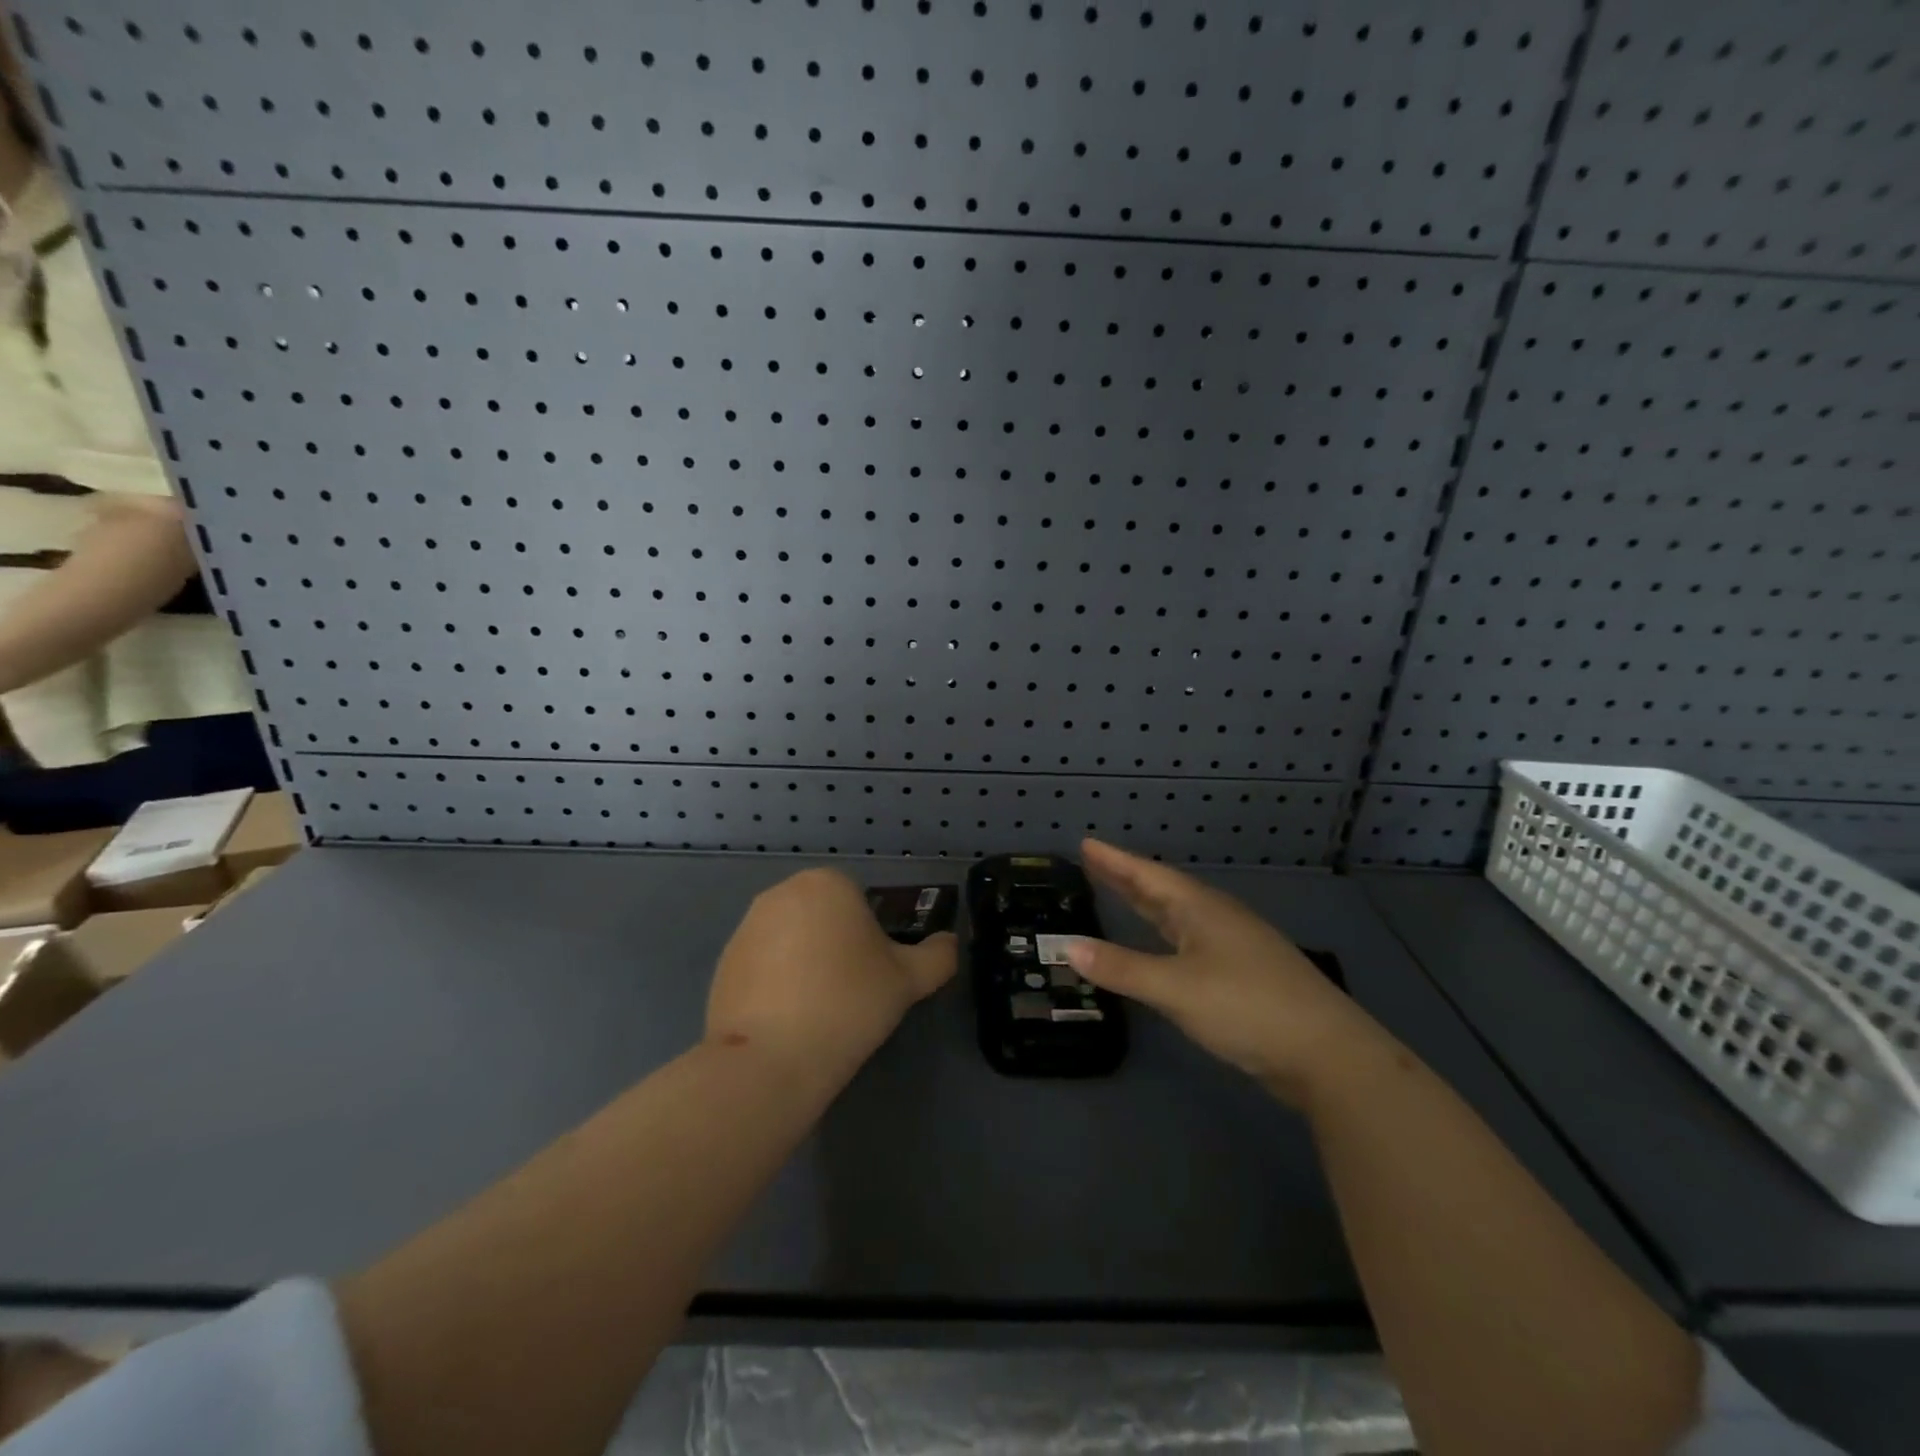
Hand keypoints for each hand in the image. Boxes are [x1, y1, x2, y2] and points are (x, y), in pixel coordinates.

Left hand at [707, 868, 956, 1086]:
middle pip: (824, 917)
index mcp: (827, 883)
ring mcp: (746, 927)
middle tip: (850, 994)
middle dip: (837, 947)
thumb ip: (938, 956)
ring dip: (807, 964)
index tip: (872, 976)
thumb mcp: (910, 981)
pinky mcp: (724, 962)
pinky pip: (764, 965)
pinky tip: (786, 1022)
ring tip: (817, 1012)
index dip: (872, 939)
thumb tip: (949, 943)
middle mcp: (782, 892)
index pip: (860, 902)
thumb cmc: (849, 1004)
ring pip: (794, 940)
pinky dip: (776, 985)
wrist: (770, 1059)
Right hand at [1065, 839, 1384, 1103]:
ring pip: (1179, 916)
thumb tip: (1068, 946)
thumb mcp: (1175, 988)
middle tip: (1094, 862)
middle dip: (1127, 877)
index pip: (1148, 875)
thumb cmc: (1246, 1007)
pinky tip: (1162, 946)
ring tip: (1120, 893)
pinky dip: (1164, 935)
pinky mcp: (1243, 975)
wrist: (1328, 1054)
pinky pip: (1190, 941)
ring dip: (1147, 904)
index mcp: (1201, 909)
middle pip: (1163, 890)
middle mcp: (1217, 918)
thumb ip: (1121, 968)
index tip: (1086, 843)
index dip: (1115, 861)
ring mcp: (1234, 946)